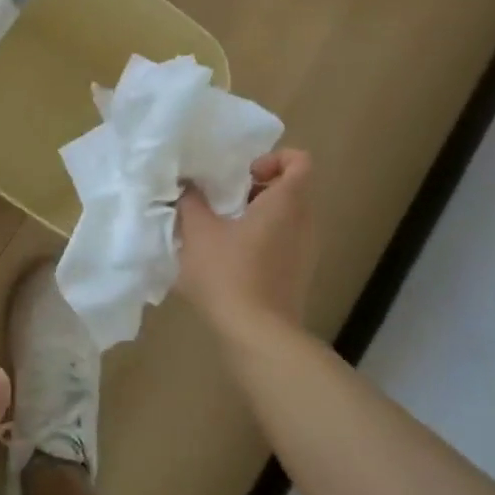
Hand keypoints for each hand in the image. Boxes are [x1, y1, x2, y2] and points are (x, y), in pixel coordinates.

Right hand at [176, 148, 317, 336]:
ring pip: (287, 217)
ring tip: (222, 228)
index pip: (299, 161)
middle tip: (224, 199)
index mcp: (287, 203)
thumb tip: (188, 184)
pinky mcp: (299, 274)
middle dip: (257, 187)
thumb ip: (191, 200)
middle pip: (291, 188)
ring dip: (257, 214)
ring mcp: (306, 251)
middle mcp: (305, 222)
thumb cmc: (229, 274)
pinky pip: (285, 241)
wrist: (258, 335)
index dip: (273, 158)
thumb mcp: (198, 231)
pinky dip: (262, 239)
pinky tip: (230, 257)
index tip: (243, 174)